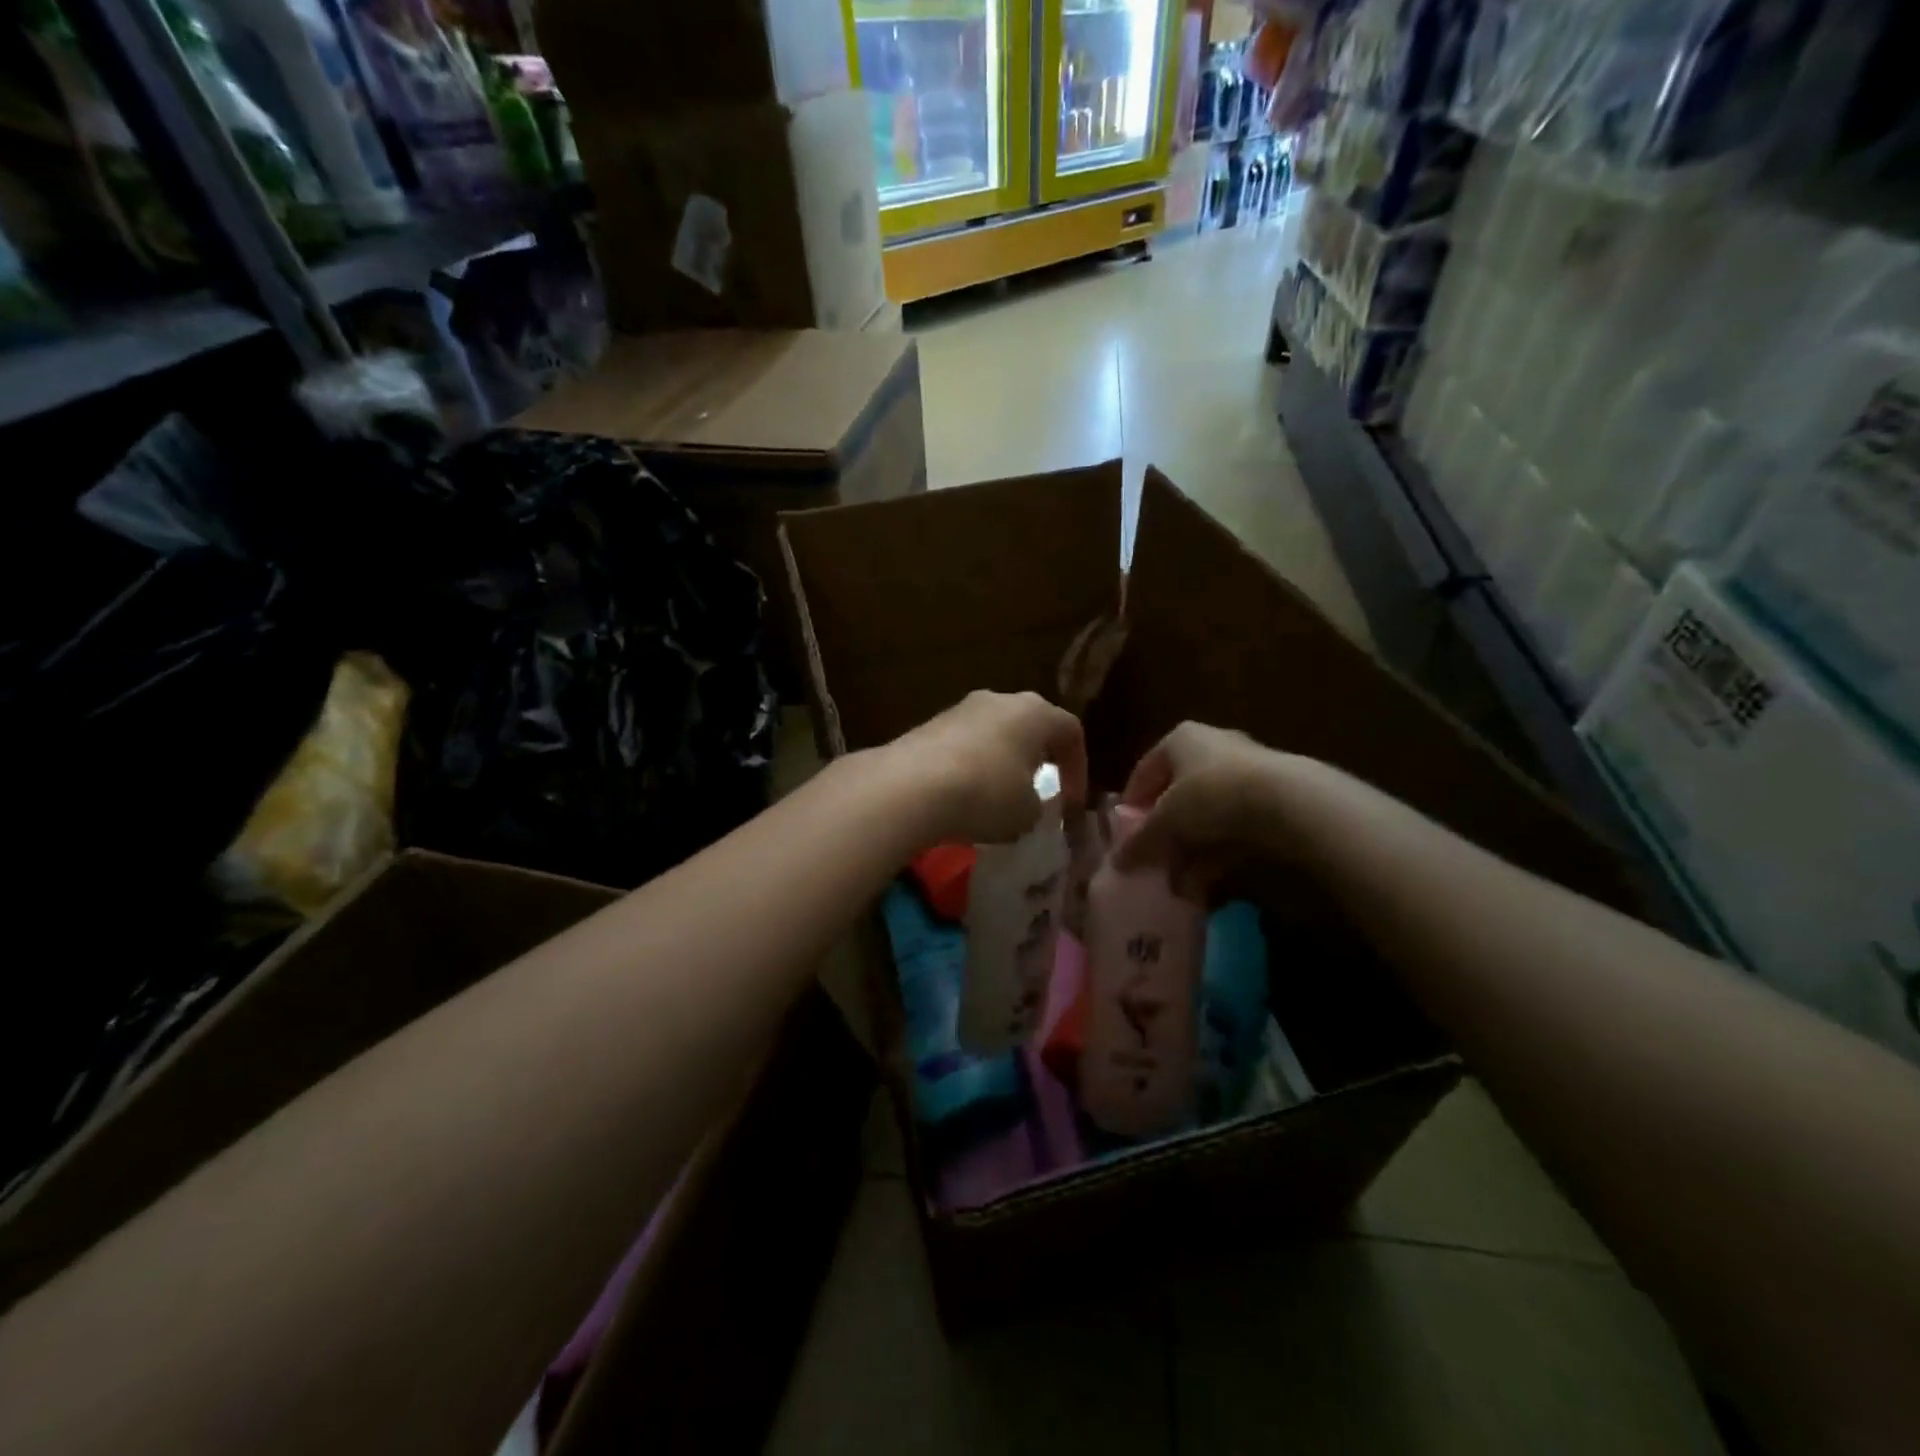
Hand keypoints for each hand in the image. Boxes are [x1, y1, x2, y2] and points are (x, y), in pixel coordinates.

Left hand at [884, 691, 1087, 846]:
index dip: (1078, 768)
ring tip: (997, 797)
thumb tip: (1027, 803)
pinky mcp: (929, 724)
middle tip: (1038, 790)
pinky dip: (970, 767)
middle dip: (1037, 758)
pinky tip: (963, 795)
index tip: (1071, 802)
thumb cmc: (987, 794)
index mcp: (1035, 712)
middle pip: (1029, 725)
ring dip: (1001, 761)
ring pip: (994, 733)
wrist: (911, 786)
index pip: (1071, 731)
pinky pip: (962, 745)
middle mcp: (1000, 700)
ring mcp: (961, 708)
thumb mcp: (1028, 813)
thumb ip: (1038, 805)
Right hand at [1113, 721, 1286, 873]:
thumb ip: (1140, 841)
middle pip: (1177, 795)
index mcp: (1181, 739)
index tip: (1124, 835)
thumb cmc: (1210, 796)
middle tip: (1152, 864)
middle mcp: (1213, 748)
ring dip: (1190, 853)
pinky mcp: (1273, 800)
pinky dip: (1217, 856)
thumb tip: (1117, 862)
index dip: (1132, 804)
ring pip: (1206, 817)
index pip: (1145, 771)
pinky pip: (1234, 830)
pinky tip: (1207, 886)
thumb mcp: (1165, 821)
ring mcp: (1247, 773)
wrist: (1289, 802)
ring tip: (1179, 887)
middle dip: (1164, 835)